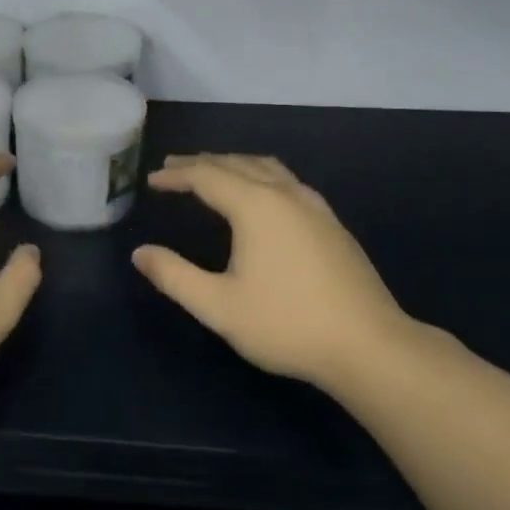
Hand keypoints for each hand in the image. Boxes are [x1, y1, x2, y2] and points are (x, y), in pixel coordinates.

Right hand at [131, 154, 418, 399]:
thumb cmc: (286, 324)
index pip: (207, 176)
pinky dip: (260, 175)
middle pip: (237, 164)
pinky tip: (262, 195)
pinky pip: (287, 181)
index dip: (176, 175)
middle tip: (173, 167)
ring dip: (234, 164)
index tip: (152, 179)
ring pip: (267, 168)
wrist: (368, 346)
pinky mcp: (332, 224)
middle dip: (202, 163)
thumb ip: (174, 276)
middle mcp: (286, 195)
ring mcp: (315, 207)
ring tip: (212, 171)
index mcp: (256, 207)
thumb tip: (140, 254)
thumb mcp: (218, 306)